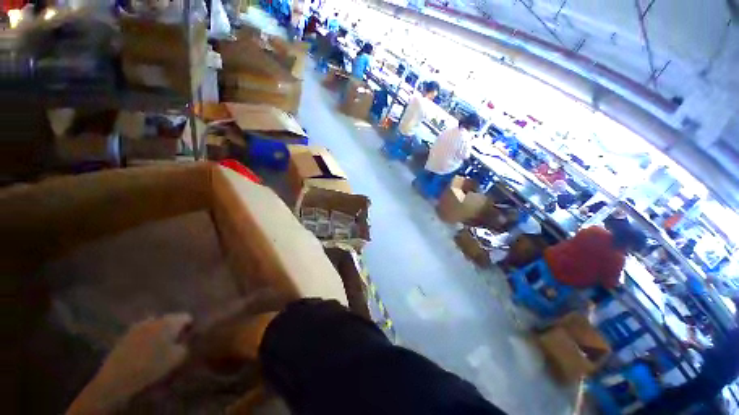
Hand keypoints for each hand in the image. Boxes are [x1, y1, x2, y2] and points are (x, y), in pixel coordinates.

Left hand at [67, 314, 191, 413]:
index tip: (191, 338)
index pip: (187, 317)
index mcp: (169, 321)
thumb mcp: (178, 358)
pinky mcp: (125, 335)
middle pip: (170, 320)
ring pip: (155, 326)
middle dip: (174, 329)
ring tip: (160, 347)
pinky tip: (146, 351)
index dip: (191, 327)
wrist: (118, 379)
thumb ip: (186, 344)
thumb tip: (188, 339)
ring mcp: (137, 326)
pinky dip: (147, 339)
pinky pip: (142, 333)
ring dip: (159, 333)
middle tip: (176, 343)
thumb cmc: (153, 367)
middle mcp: (154, 319)